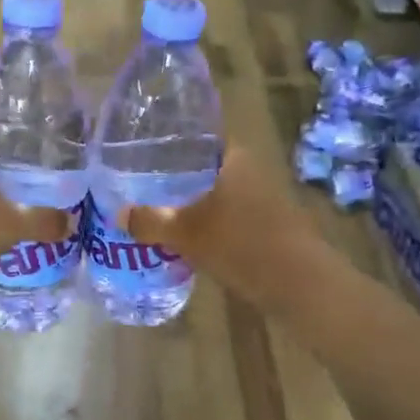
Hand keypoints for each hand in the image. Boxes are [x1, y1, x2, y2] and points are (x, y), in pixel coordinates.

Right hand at [118, 146, 327, 312]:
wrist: (300, 285)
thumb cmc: (241, 245)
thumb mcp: (186, 233)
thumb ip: (150, 221)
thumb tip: (119, 213)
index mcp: (234, 157)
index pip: (198, 134)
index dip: (171, 139)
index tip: (144, 149)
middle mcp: (250, 169)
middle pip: (206, 163)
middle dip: (177, 172)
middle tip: (142, 181)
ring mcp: (263, 196)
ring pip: (218, 189)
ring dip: (193, 198)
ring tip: (158, 206)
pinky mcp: (268, 223)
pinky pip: (229, 212)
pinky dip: (209, 218)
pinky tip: (188, 233)